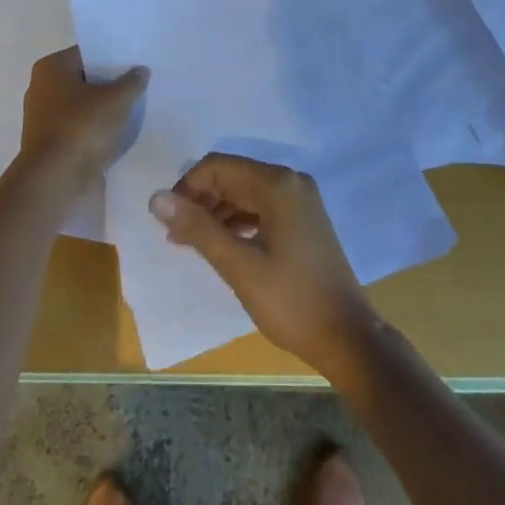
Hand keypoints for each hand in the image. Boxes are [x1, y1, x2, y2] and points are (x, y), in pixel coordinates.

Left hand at [18, 47, 146, 193]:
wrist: (55, 181)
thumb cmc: (81, 128)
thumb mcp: (116, 100)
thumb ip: (131, 82)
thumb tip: (141, 70)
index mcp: (51, 68)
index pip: (87, 53)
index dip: (112, 57)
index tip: (136, 62)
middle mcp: (41, 88)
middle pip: (84, 80)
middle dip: (109, 84)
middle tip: (140, 84)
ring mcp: (44, 118)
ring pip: (82, 106)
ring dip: (104, 109)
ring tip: (134, 108)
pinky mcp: (51, 144)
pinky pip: (79, 128)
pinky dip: (95, 130)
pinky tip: (119, 132)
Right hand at [149, 155, 377, 374]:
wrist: (348, 338)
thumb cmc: (291, 301)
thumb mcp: (239, 265)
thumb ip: (197, 228)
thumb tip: (156, 198)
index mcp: (277, 183)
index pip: (218, 166)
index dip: (187, 187)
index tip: (168, 221)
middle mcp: (290, 181)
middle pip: (232, 176)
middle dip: (200, 200)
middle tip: (175, 236)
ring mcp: (300, 200)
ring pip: (245, 192)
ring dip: (217, 212)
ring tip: (191, 243)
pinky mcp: (303, 220)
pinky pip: (261, 207)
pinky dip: (238, 221)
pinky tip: (223, 245)